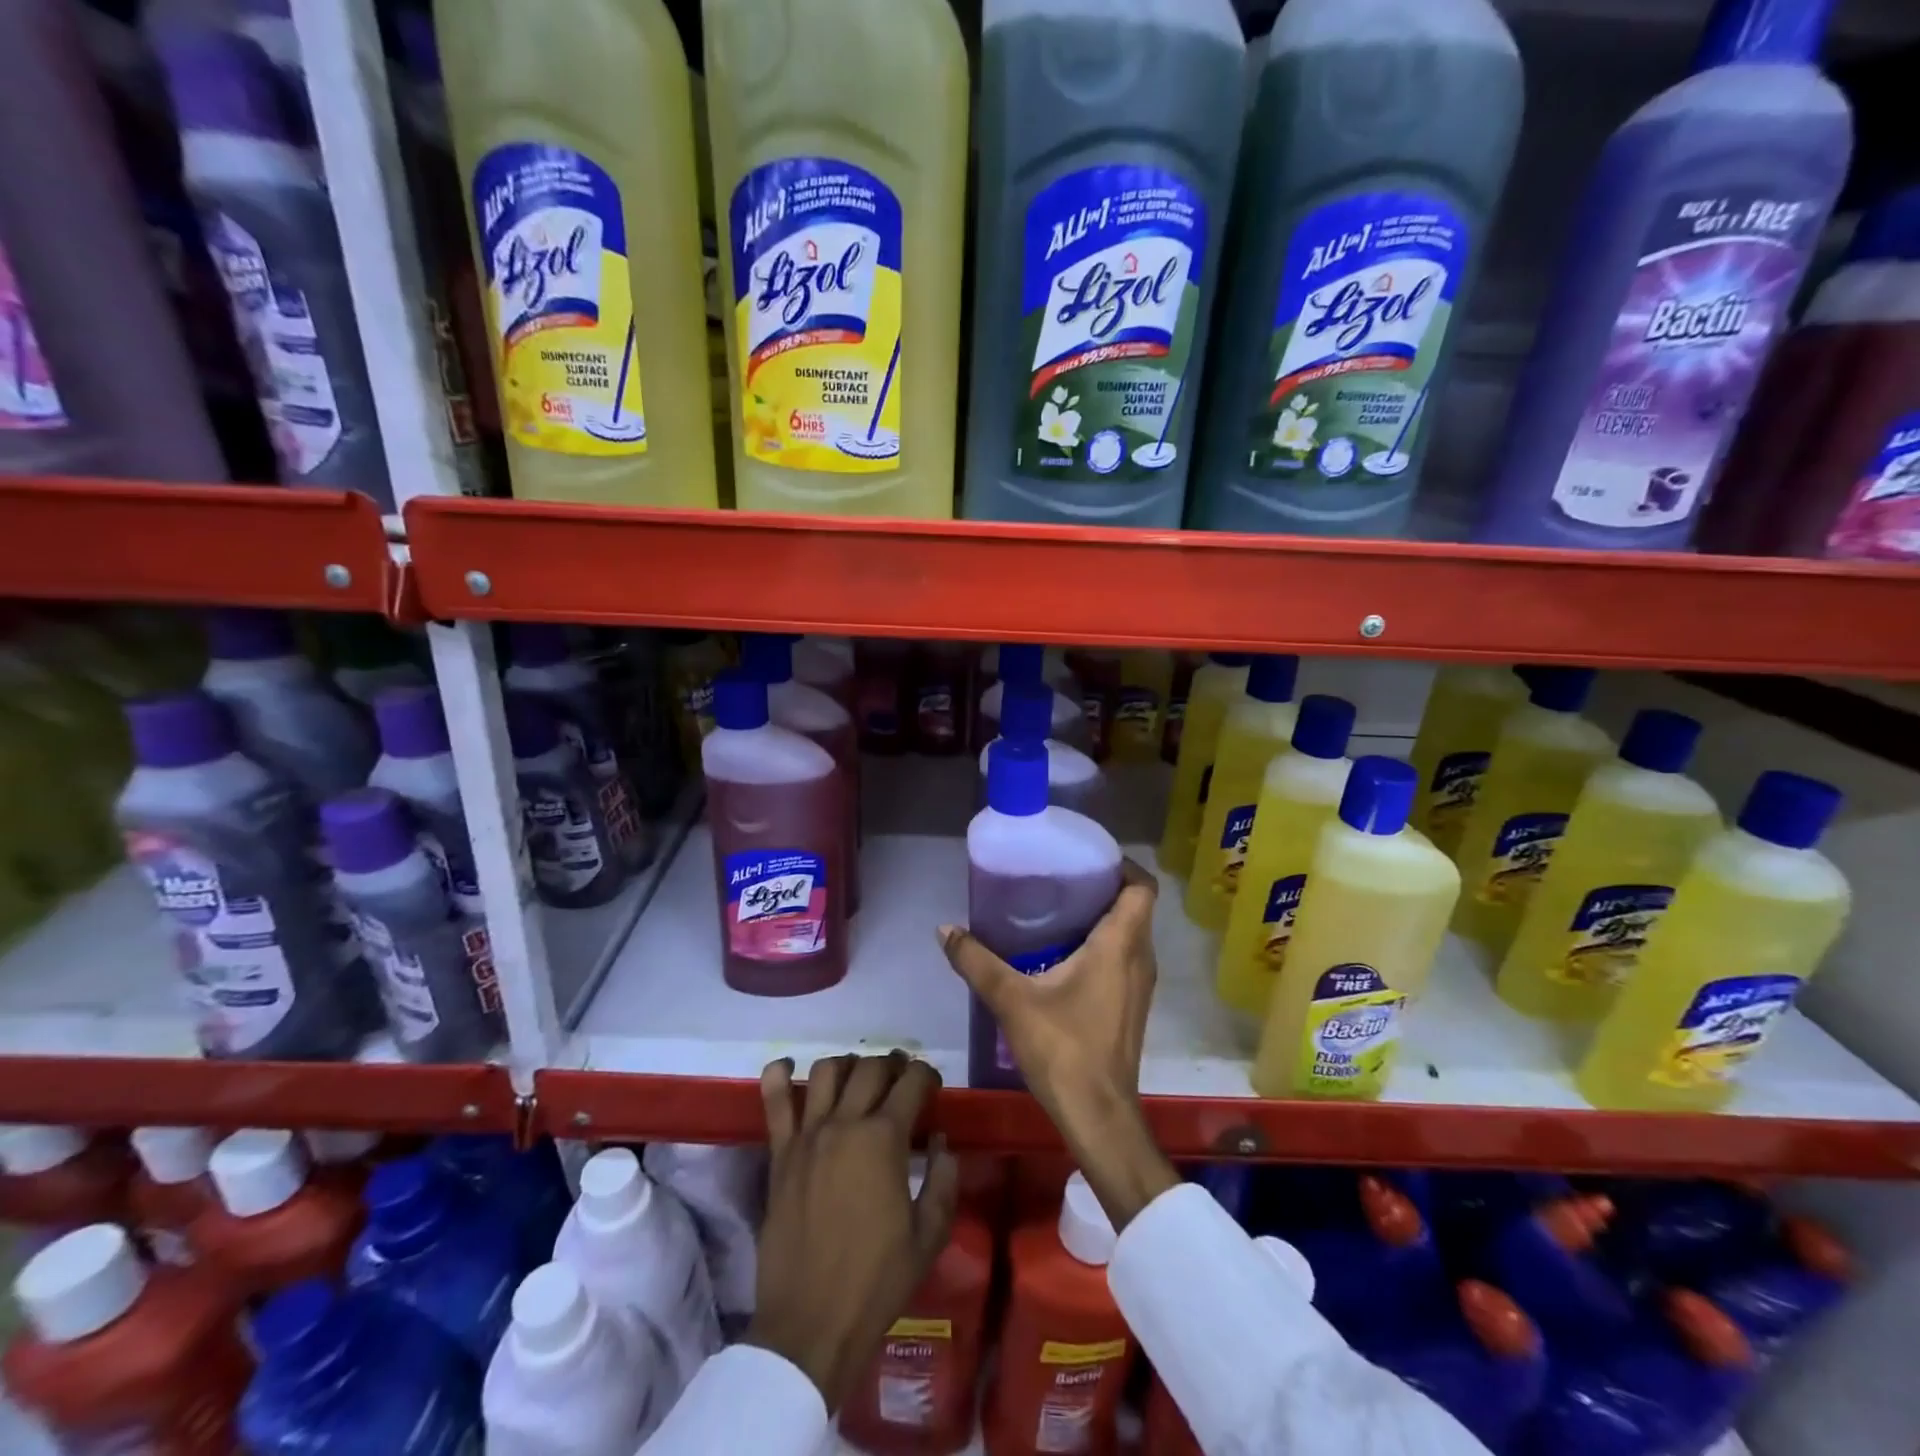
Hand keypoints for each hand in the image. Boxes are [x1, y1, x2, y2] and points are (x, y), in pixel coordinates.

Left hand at [745, 1052, 957, 1410]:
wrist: (810, 1326)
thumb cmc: (876, 1282)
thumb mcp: (928, 1236)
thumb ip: (942, 1180)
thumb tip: (939, 1141)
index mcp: (884, 1139)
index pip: (911, 1083)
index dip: (926, 1075)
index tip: (932, 1084)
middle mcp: (845, 1124)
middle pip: (870, 1068)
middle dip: (892, 1065)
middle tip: (901, 1078)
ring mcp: (807, 1136)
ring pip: (826, 1071)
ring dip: (848, 1065)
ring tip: (858, 1079)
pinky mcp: (779, 1154)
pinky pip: (775, 1102)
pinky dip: (779, 1076)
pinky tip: (788, 1067)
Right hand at [938, 858, 1178, 1230]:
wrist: (1099, 1115)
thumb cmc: (1063, 1049)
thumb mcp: (1012, 1000)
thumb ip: (977, 961)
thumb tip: (945, 928)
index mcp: (1121, 944)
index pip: (1141, 886)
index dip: (1120, 864)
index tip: (1086, 858)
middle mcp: (1140, 958)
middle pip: (1135, 906)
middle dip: (1103, 887)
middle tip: (1060, 879)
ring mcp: (1140, 984)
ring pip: (1131, 933)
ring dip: (1103, 917)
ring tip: (1057, 910)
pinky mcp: (1132, 1005)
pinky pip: (1125, 957)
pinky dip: (1104, 944)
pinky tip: (1064, 954)